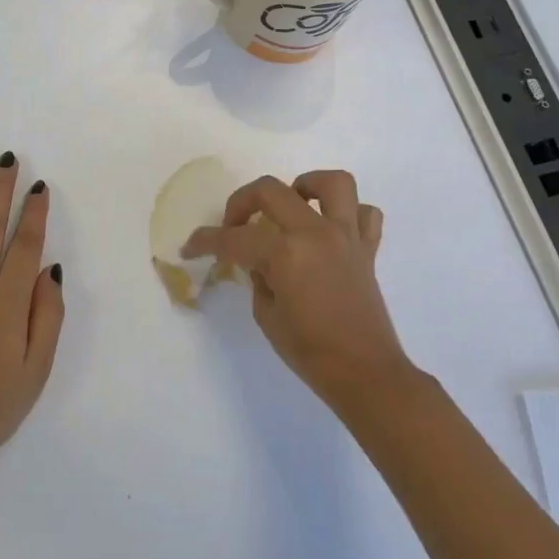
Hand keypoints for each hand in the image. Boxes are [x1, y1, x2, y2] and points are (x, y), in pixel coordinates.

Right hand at [182, 170, 412, 410]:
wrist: (365, 374)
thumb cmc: (309, 352)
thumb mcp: (266, 315)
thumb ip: (259, 277)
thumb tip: (259, 262)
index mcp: (285, 253)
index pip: (233, 238)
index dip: (205, 241)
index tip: (190, 247)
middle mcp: (315, 233)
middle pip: (270, 190)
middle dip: (241, 201)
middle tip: (234, 225)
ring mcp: (346, 237)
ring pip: (333, 184)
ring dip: (307, 186)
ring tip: (292, 204)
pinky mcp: (368, 249)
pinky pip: (366, 214)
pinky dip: (348, 214)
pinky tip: (330, 229)